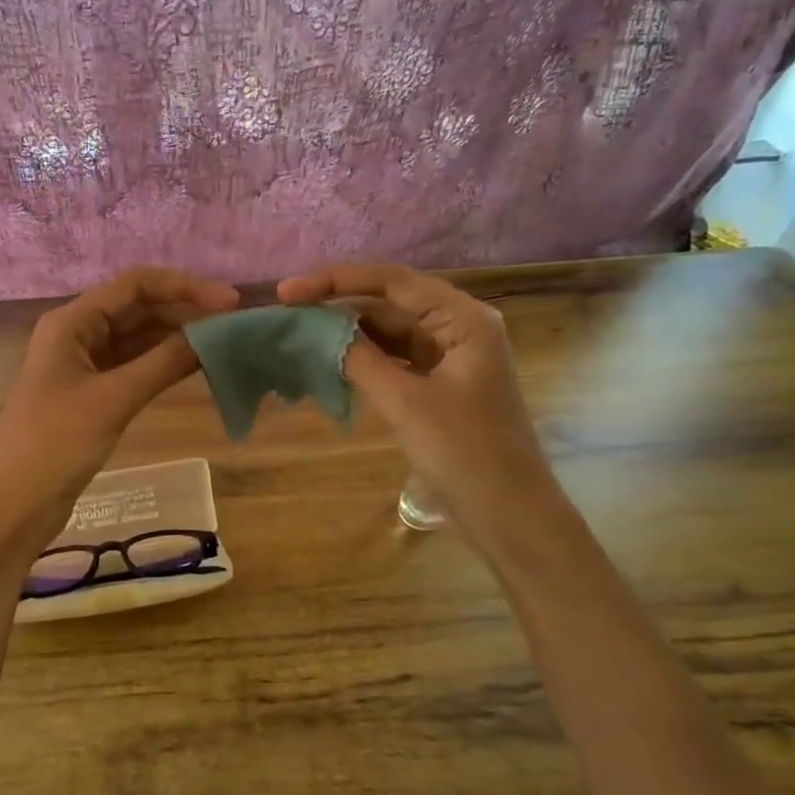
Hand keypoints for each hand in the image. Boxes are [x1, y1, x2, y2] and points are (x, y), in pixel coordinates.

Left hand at [0, 268, 239, 546]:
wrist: (13, 505)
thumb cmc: (56, 444)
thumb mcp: (114, 399)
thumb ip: (164, 363)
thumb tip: (214, 335)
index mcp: (72, 322)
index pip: (135, 285)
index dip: (184, 287)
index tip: (229, 302)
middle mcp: (77, 334)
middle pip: (138, 309)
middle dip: (184, 312)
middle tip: (234, 326)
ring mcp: (83, 366)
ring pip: (137, 339)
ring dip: (176, 338)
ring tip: (223, 343)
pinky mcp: (91, 395)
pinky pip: (133, 367)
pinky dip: (162, 365)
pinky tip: (195, 367)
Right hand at [278, 262, 547, 508]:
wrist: (508, 514)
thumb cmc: (464, 453)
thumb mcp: (405, 402)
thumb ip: (359, 358)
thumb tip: (317, 330)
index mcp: (463, 319)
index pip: (392, 282)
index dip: (336, 280)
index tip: (288, 291)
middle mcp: (459, 327)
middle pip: (390, 302)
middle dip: (339, 304)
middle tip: (287, 310)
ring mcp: (450, 357)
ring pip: (390, 331)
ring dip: (348, 331)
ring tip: (300, 332)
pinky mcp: (440, 385)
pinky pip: (394, 358)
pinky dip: (363, 357)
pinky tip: (330, 360)